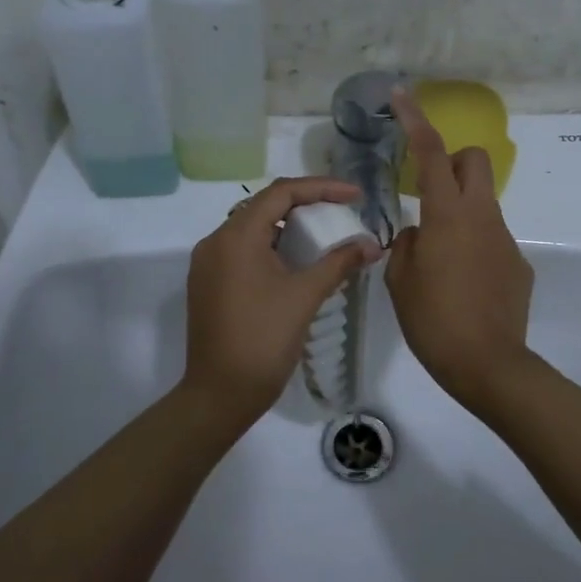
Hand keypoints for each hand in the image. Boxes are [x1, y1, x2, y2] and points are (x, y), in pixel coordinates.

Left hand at [181, 176, 381, 429]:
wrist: (220, 393)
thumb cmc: (264, 340)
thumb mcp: (305, 296)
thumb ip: (339, 262)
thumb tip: (373, 246)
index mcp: (236, 236)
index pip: (281, 193)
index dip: (321, 188)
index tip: (355, 196)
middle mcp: (215, 241)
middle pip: (264, 207)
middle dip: (305, 205)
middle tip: (340, 212)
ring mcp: (207, 264)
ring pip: (252, 230)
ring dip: (287, 227)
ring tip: (323, 235)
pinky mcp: (207, 284)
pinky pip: (242, 252)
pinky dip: (271, 248)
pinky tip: (295, 262)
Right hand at [385, 88, 534, 408]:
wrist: (488, 364)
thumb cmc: (433, 321)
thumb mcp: (400, 280)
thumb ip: (405, 244)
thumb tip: (418, 233)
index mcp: (447, 216)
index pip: (431, 153)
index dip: (415, 121)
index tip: (403, 95)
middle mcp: (482, 216)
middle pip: (475, 160)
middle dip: (453, 161)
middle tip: (429, 193)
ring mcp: (505, 239)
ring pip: (483, 202)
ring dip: (460, 211)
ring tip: (440, 258)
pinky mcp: (518, 263)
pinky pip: (492, 238)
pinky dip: (474, 246)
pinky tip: (464, 285)